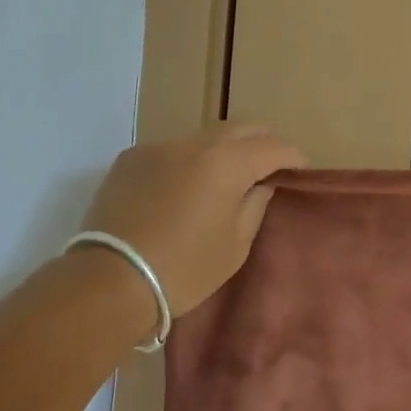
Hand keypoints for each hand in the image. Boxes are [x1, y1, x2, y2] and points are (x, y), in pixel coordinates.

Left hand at [75, 123, 307, 318]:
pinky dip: (190, 160)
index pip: (272, 147)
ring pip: (204, 137)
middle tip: (271, 163)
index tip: (301, 168)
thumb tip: (261, 183)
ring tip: (228, 174)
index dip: (292, 156)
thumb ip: (255, 204)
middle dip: (262, 142)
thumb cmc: (184, 269)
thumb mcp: (235, 245)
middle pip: (240, 129)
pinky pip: (173, 150)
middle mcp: (194, 143)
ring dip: (224, 149)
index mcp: (227, 162)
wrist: (109, 281)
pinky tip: (186, 184)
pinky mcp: (131, 158)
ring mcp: (159, 147)